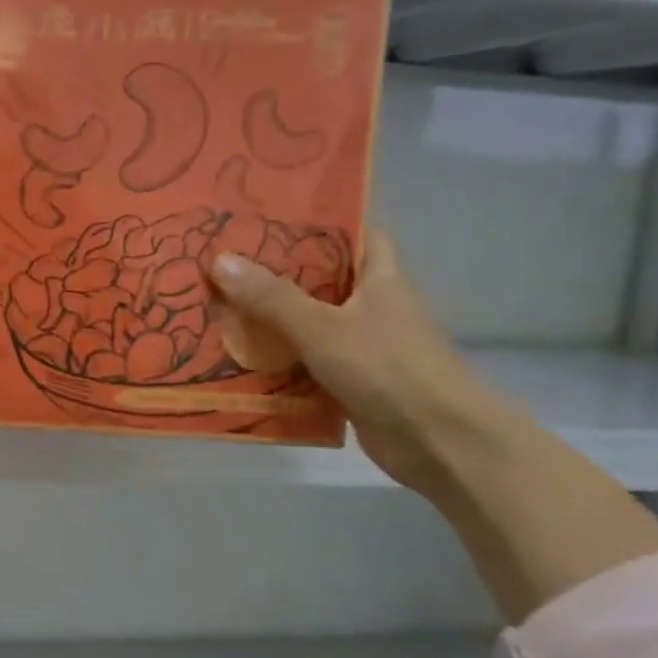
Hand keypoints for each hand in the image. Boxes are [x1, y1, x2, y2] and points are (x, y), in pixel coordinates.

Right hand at [208, 231, 504, 492]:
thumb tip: (219, 259)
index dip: (318, 220)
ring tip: (217, 302)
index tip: (269, 214)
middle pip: (320, 279)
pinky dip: (276, 360)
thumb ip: (270, 296)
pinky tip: (236, 356)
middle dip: (275, 271)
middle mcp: (372, 306)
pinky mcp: (351, 381)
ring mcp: (362, 345)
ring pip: (308, 322)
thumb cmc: (388, 368)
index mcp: (380, 278)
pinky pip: (304, 361)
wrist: (440, 443)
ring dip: (270, 319)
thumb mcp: (321, 327)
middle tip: (223, 259)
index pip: (355, 233)